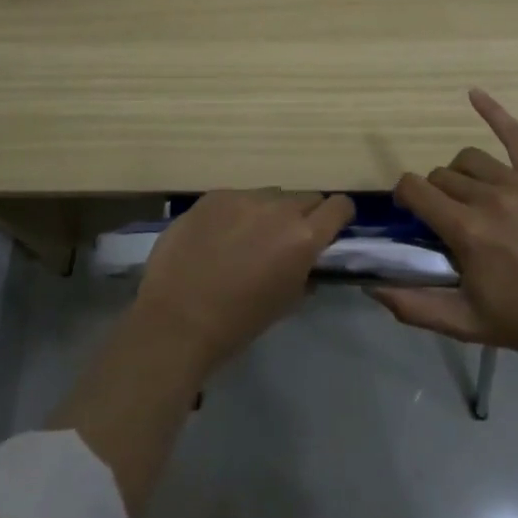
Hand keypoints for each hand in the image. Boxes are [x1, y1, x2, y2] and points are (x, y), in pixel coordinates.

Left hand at [132, 190, 355, 377]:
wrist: (177, 320)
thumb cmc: (238, 322)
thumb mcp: (287, 302)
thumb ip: (305, 272)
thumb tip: (308, 260)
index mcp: (304, 236)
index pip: (340, 206)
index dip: (338, 217)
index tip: (329, 231)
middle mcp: (278, 208)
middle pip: (306, 197)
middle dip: (303, 215)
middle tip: (285, 240)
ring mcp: (242, 197)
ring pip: (270, 195)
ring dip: (268, 212)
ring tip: (246, 238)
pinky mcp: (212, 196)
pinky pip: (236, 197)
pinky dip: (236, 213)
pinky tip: (217, 237)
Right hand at [375, 90, 517, 367]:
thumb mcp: (465, 324)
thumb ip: (414, 306)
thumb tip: (372, 286)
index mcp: (467, 231)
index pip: (415, 189)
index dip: (404, 197)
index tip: (410, 214)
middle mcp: (489, 198)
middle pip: (441, 176)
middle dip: (433, 195)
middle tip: (446, 221)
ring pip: (469, 160)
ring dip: (459, 175)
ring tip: (468, 197)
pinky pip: (517, 135)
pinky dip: (493, 111)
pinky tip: (473, 94)